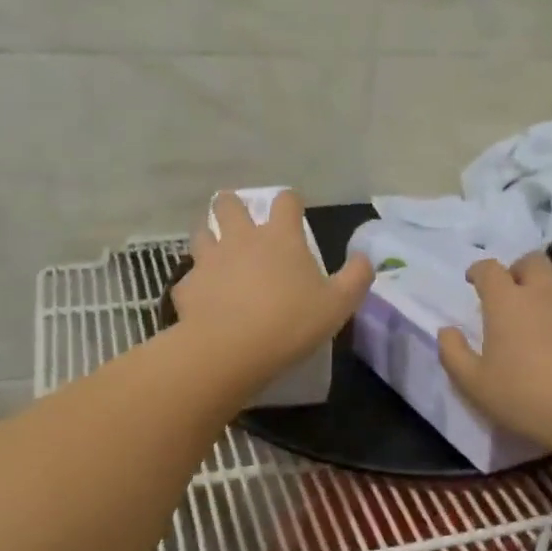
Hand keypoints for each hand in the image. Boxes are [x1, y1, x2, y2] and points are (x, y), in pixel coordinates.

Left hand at [173, 190, 372, 390]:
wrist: (230, 350)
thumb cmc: (290, 322)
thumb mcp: (338, 305)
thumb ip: (356, 277)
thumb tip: (365, 258)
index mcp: (280, 237)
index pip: (285, 200)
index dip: (290, 202)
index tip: (294, 212)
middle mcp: (241, 238)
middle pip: (228, 203)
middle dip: (233, 206)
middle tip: (240, 222)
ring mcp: (209, 260)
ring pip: (201, 233)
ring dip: (209, 238)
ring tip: (217, 254)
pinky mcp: (187, 286)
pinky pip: (189, 279)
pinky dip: (197, 285)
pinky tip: (204, 300)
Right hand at [438, 252, 551, 451]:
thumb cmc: (527, 398)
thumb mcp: (475, 385)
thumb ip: (453, 353)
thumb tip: (447, 331)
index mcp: (508, 302)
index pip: (489, 269)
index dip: (479, 271)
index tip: (474, 281)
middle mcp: (547, 292)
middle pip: (532, 262)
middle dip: (519, 271)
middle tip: (515, 295)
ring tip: (550, 323)